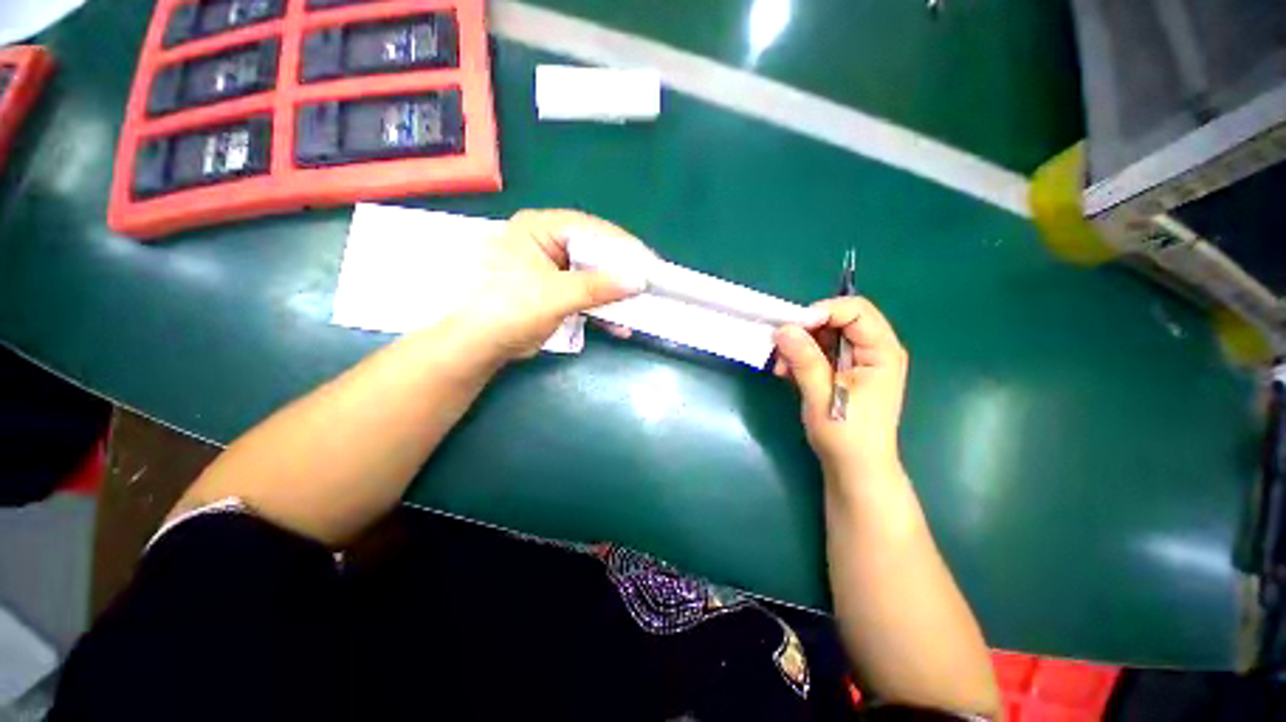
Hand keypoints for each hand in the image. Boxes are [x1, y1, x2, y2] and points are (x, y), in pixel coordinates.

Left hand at [451, 209, 648, 362]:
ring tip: (640, 307)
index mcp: (541, 228)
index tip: (650, 264)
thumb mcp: (555, 295)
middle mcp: (549, 242)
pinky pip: (588, 293)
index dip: (623, 247)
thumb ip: (597, 286)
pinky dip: (603, 309)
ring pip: (595, 275)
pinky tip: (619, 325)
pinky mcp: (559, 290)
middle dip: (622, 273)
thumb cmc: (509, 310)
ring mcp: (555, 267)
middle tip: (649, 285)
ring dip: (615, 294)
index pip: (592, 230)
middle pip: (596, 252)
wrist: (481, 345)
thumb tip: (639, 280)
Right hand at [772, 297, 908, 479]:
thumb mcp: (822, 395)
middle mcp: (873, 349)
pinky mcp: (844, 370)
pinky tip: (787, 373)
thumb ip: (804, 359)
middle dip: (805, 331)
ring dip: (799, 346)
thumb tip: (783, 328)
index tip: (792, 327)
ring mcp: (858, 360)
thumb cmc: (846, 435)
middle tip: (781, 349)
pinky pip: (820, 351)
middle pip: (838, 320)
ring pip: (824, 335)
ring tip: (781, 368)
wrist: (855, 468)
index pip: (855, 311)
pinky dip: (801, 357)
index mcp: (881, 351)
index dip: (822, 312)